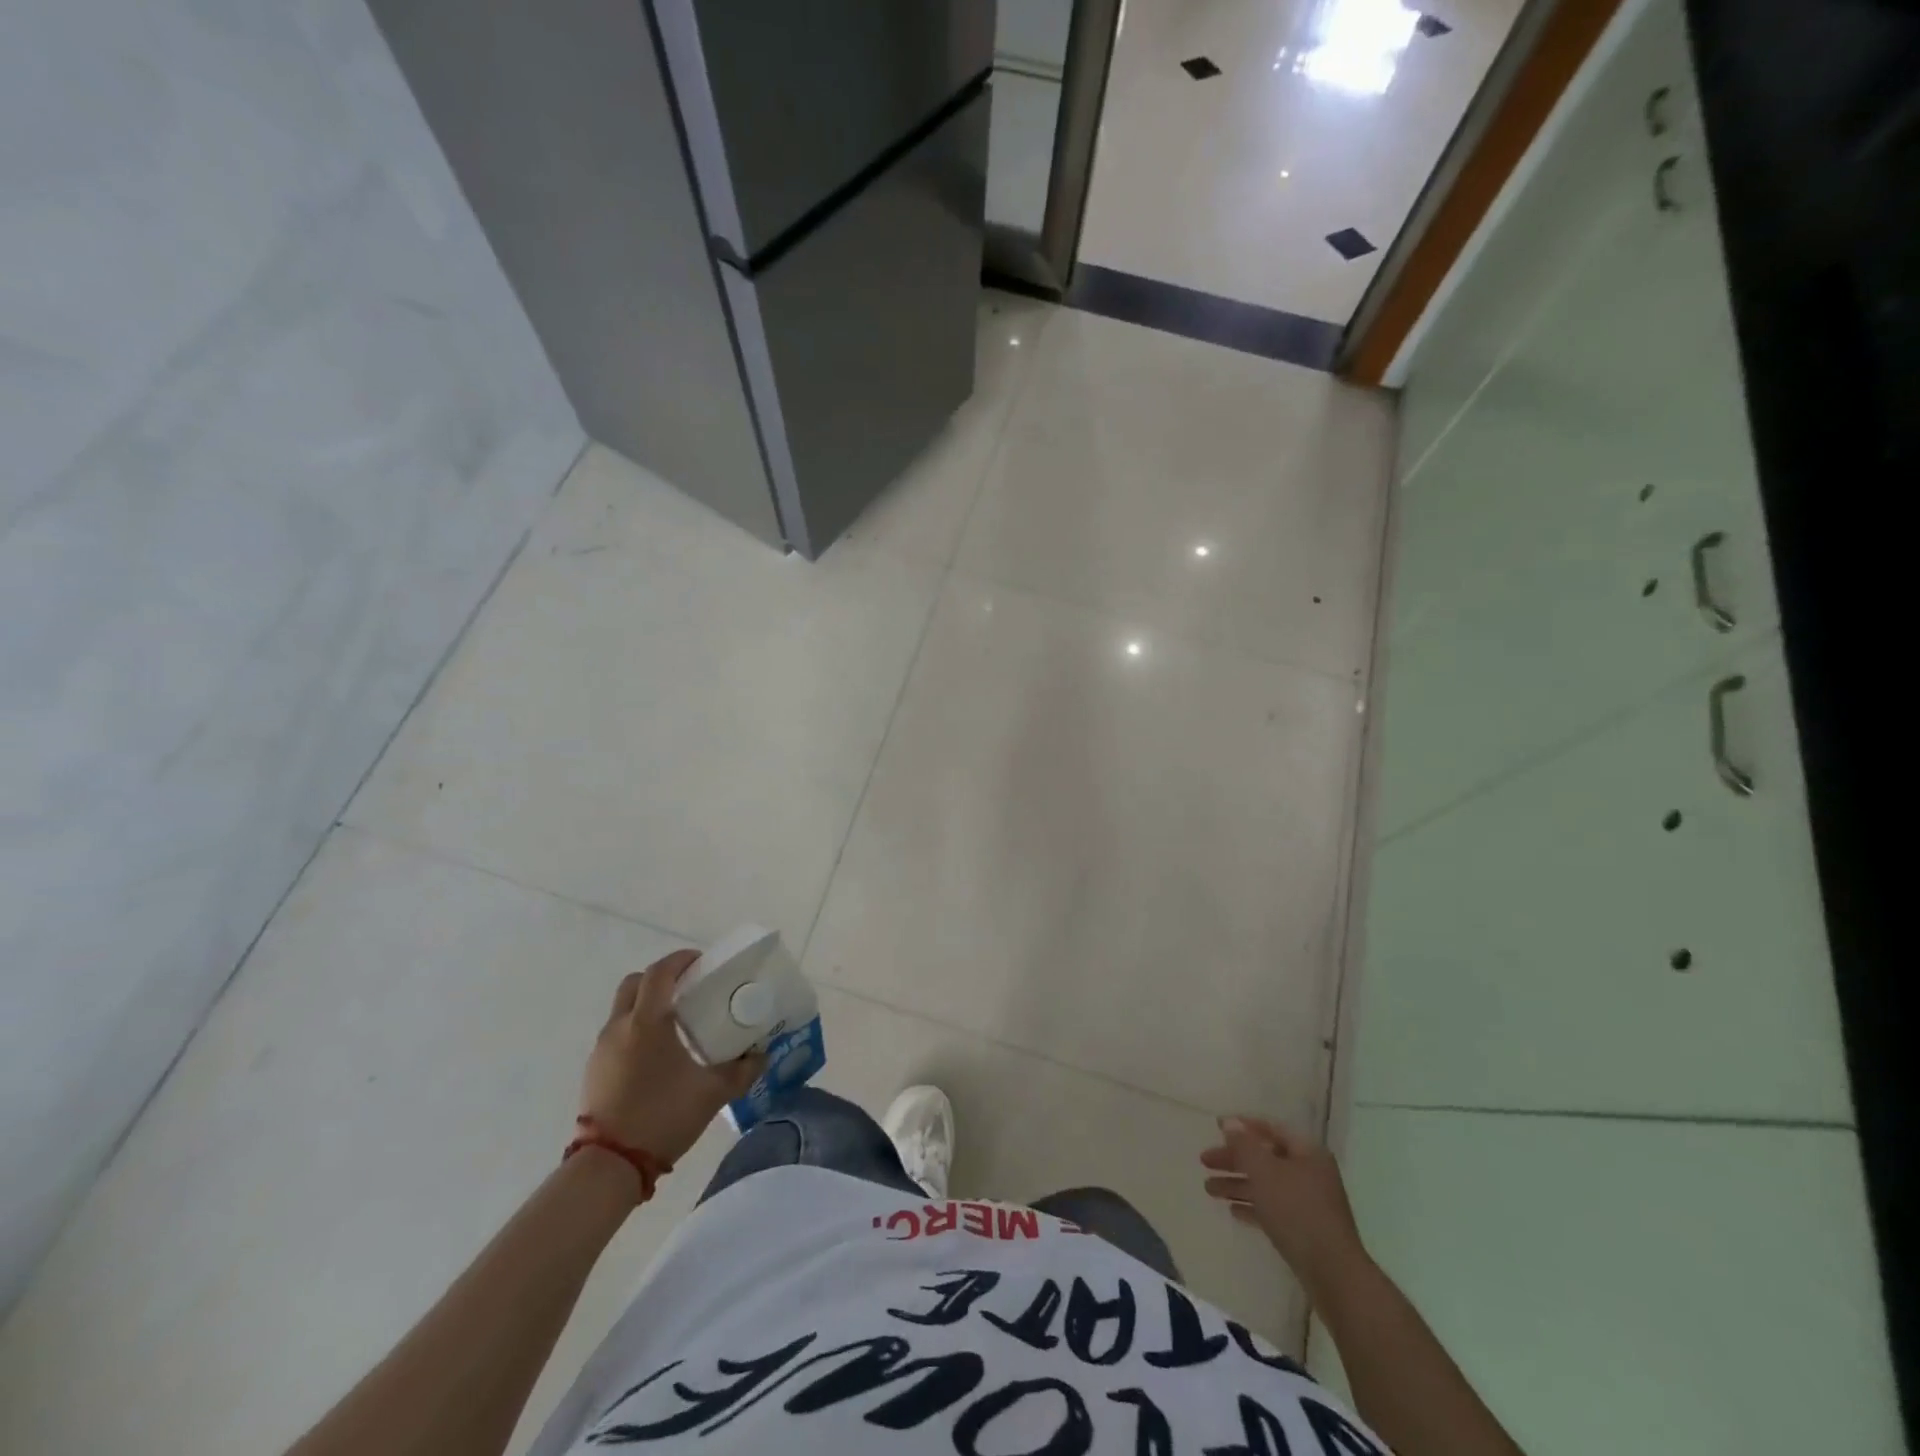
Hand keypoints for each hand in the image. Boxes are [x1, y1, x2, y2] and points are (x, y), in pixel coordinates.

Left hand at [579, 950, 763, 1165]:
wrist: (610, 1165)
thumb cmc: (662, 1116)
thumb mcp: (713, 1093)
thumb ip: (743, 1070)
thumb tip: (763, 1054)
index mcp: (648, 1022)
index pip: (660, 972)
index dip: (681, 959)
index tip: (702, 962)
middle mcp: (620, 1027)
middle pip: (635, 983)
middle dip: (661, 978)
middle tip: (688, 987)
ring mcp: (602, 1049)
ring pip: (623, 1008)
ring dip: (647, 1003)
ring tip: (677, 1021)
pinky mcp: (594, 1070)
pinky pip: (617, 1033)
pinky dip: (636, 1028)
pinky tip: (658, 1053)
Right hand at [1201, 1116, 1370, 1300]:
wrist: (1333, 1275)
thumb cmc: (1297, 1211)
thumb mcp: (1264, 1171)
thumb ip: (1244, 1145)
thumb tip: (1229, 1122)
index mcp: (1307, 1152)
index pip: (1271, 1128)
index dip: (1242, 1126)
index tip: (1216, 1127)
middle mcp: (1310, 1173)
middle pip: (1265, 1158)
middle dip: (1234, 1159)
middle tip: (1204, 1162)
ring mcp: (1309, 1203)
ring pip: (1266, 1185)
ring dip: (1237, 1184)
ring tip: (1208, 1190)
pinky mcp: (1305, 1230)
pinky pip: (1273, 1209)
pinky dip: (1253, 1206)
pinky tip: (1232, 1211)